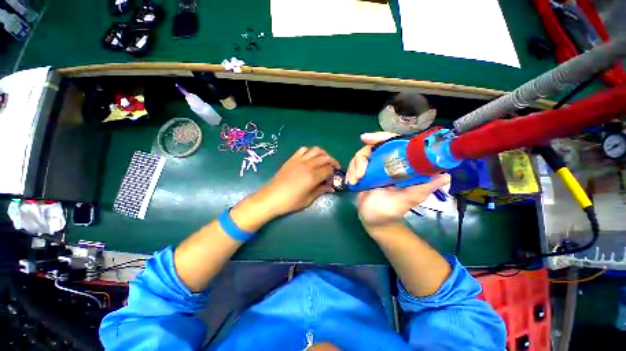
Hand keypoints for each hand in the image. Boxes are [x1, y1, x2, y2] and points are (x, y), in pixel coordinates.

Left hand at [256, 146, 339, 216]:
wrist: (271, 197)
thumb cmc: (290, 202)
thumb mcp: (308, 200)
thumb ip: (321, 191)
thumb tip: (331, 188)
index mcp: (313, 177)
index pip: (329, 169)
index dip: (334, 173)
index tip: (333, 177)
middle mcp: (308, 166)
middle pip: (325, 157)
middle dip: (332, 161)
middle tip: (334, 167)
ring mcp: (299, 161)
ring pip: (316, 150)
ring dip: (323, 154)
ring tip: (324, 160)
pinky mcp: (292, 159)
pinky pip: (303, 149)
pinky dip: (310, 151)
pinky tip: (310, 158)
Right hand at [346, 132, 449, 229]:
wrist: (373, 219)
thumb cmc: (390, 211)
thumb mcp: (407, 200)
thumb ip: (423, 189)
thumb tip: (446, 176)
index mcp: (400, 165)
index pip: (392, 142)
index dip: (380, 137)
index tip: (366, 139)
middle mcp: (387, 163)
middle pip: (372, 147)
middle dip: (361, 159)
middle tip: (359, 173)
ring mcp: (373, 167)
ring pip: (360, 156)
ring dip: (355, 168)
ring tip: (356, 182)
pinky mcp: (363, 173)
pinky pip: (354, 165)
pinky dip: (350, 172)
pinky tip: (351, 183)